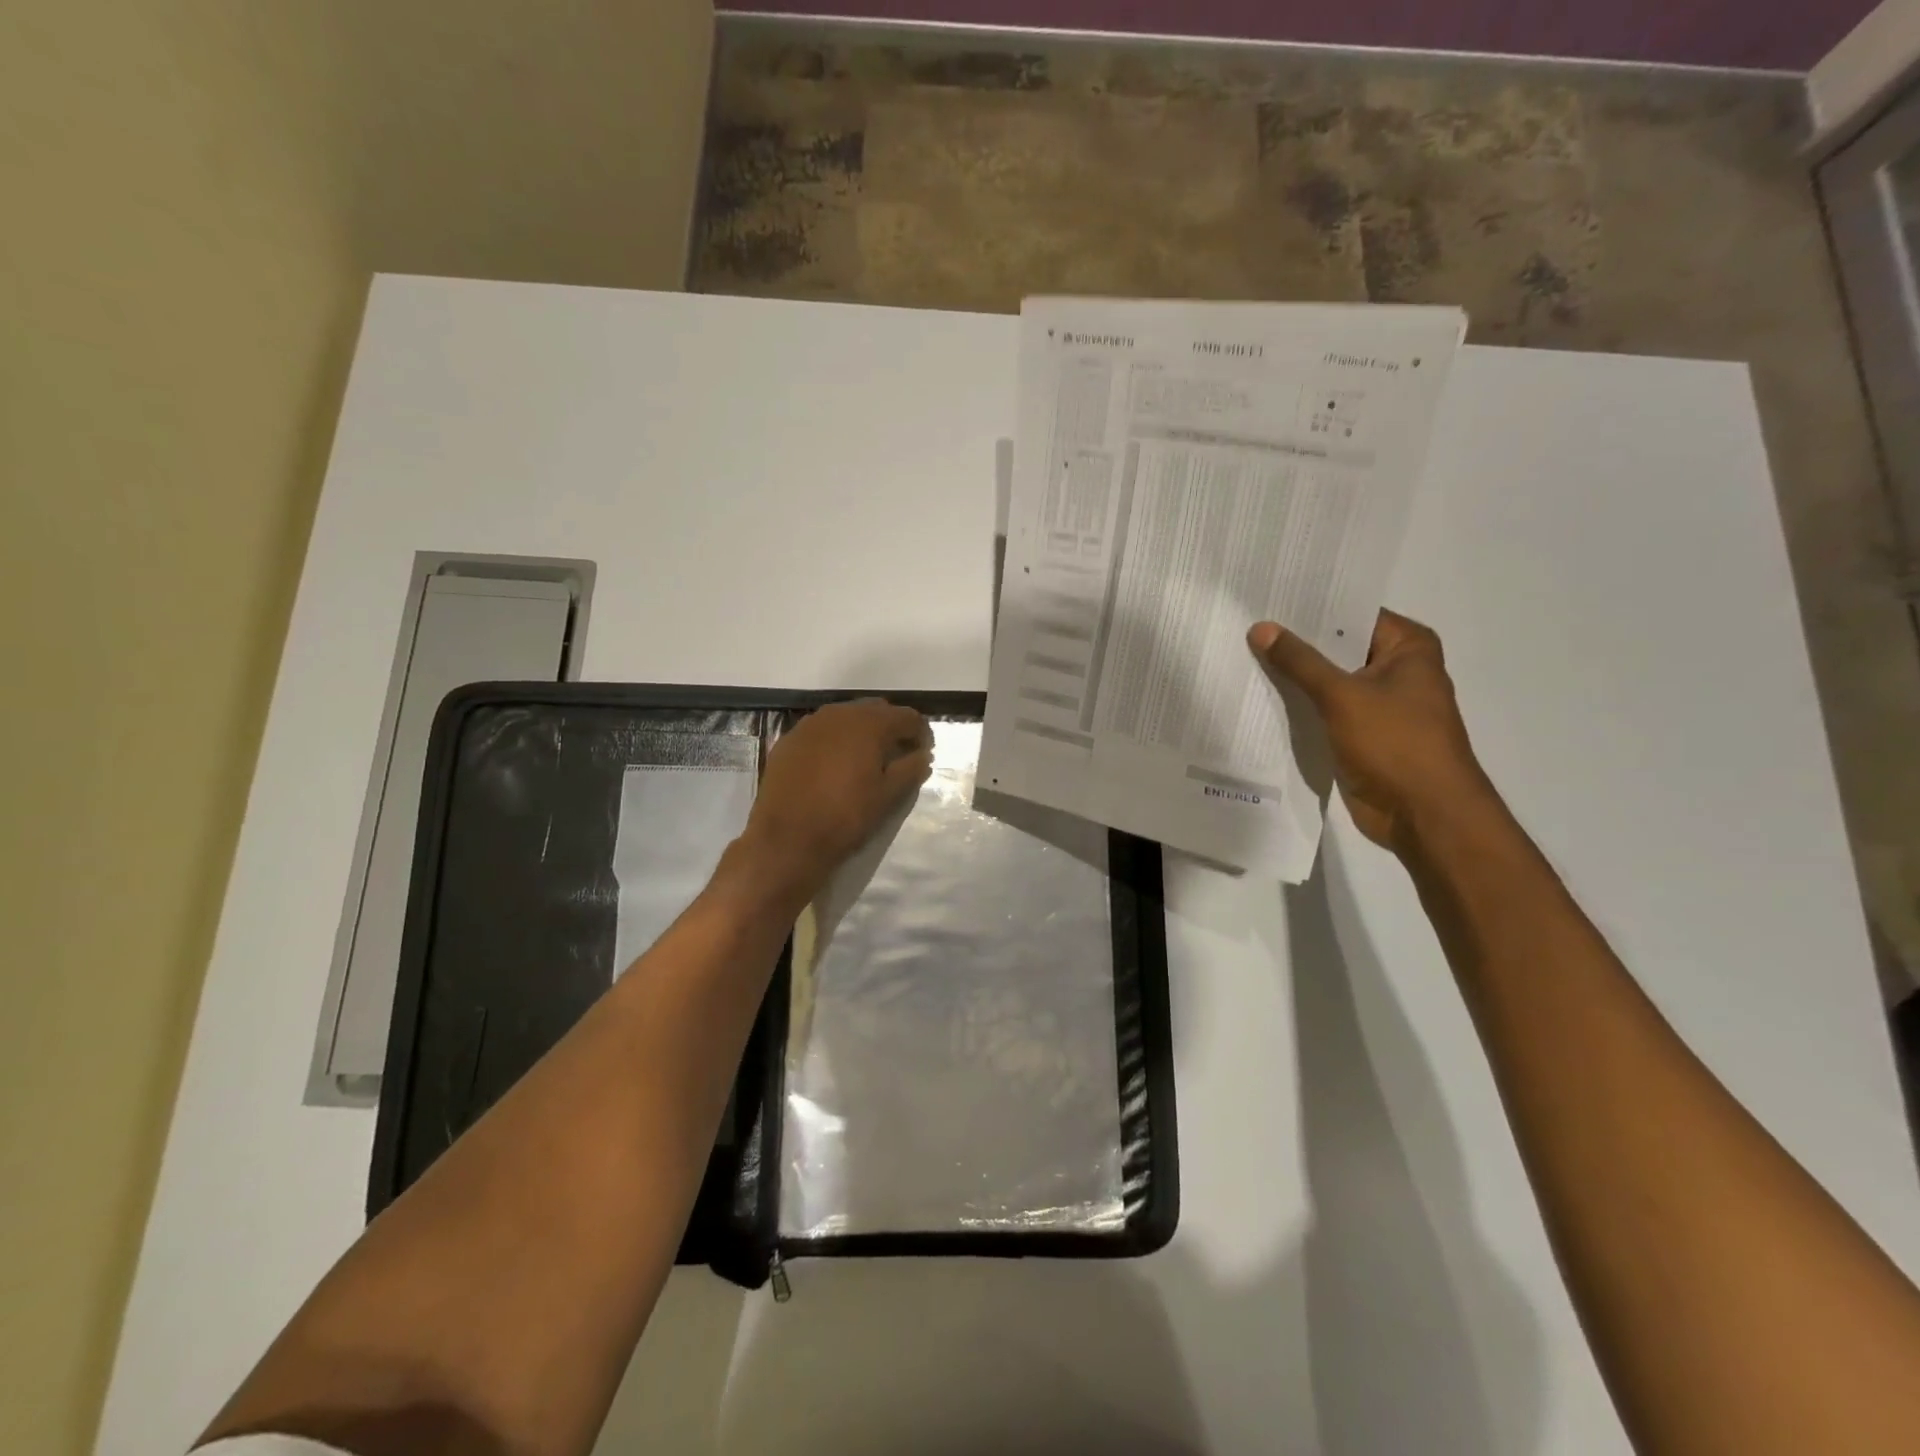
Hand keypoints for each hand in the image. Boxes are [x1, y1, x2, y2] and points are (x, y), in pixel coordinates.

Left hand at [737, 699, 933, 903]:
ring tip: (866, 758)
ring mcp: (810, 724)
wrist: (787, 838)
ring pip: (846, 717)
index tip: (924, 753)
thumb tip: (923, 755)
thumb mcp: (888, 796)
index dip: (921, 733)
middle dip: (891, 728)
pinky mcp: (789, 740)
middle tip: (898, 754)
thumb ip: (911, 769)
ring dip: (861, 731)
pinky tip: (834, 764)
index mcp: (869, 724)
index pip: (907, 717)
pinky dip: (835, 741)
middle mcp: (840, 714)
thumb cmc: (846, 816)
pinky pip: (821, 731)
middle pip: (876, 711)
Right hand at [1248, 610, 1494, 853]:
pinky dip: (1299, 706)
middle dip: (1295, 642)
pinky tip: (1260, 696)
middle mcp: (1396, 669)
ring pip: (1328, 681)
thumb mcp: (1342, 696)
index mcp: (1407, 647)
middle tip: (1245, 625)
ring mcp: (1379, 704)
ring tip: (1243, 655)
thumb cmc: (1395, 743)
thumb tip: (1261, 628)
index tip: (1268, 597)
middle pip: (1337, 646)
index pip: (1352, 613)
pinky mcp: (1361, 734)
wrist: (1424, 814)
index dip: (1311, 606)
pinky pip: (1324, 710)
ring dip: (1293, 677)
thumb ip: (1300, 661)